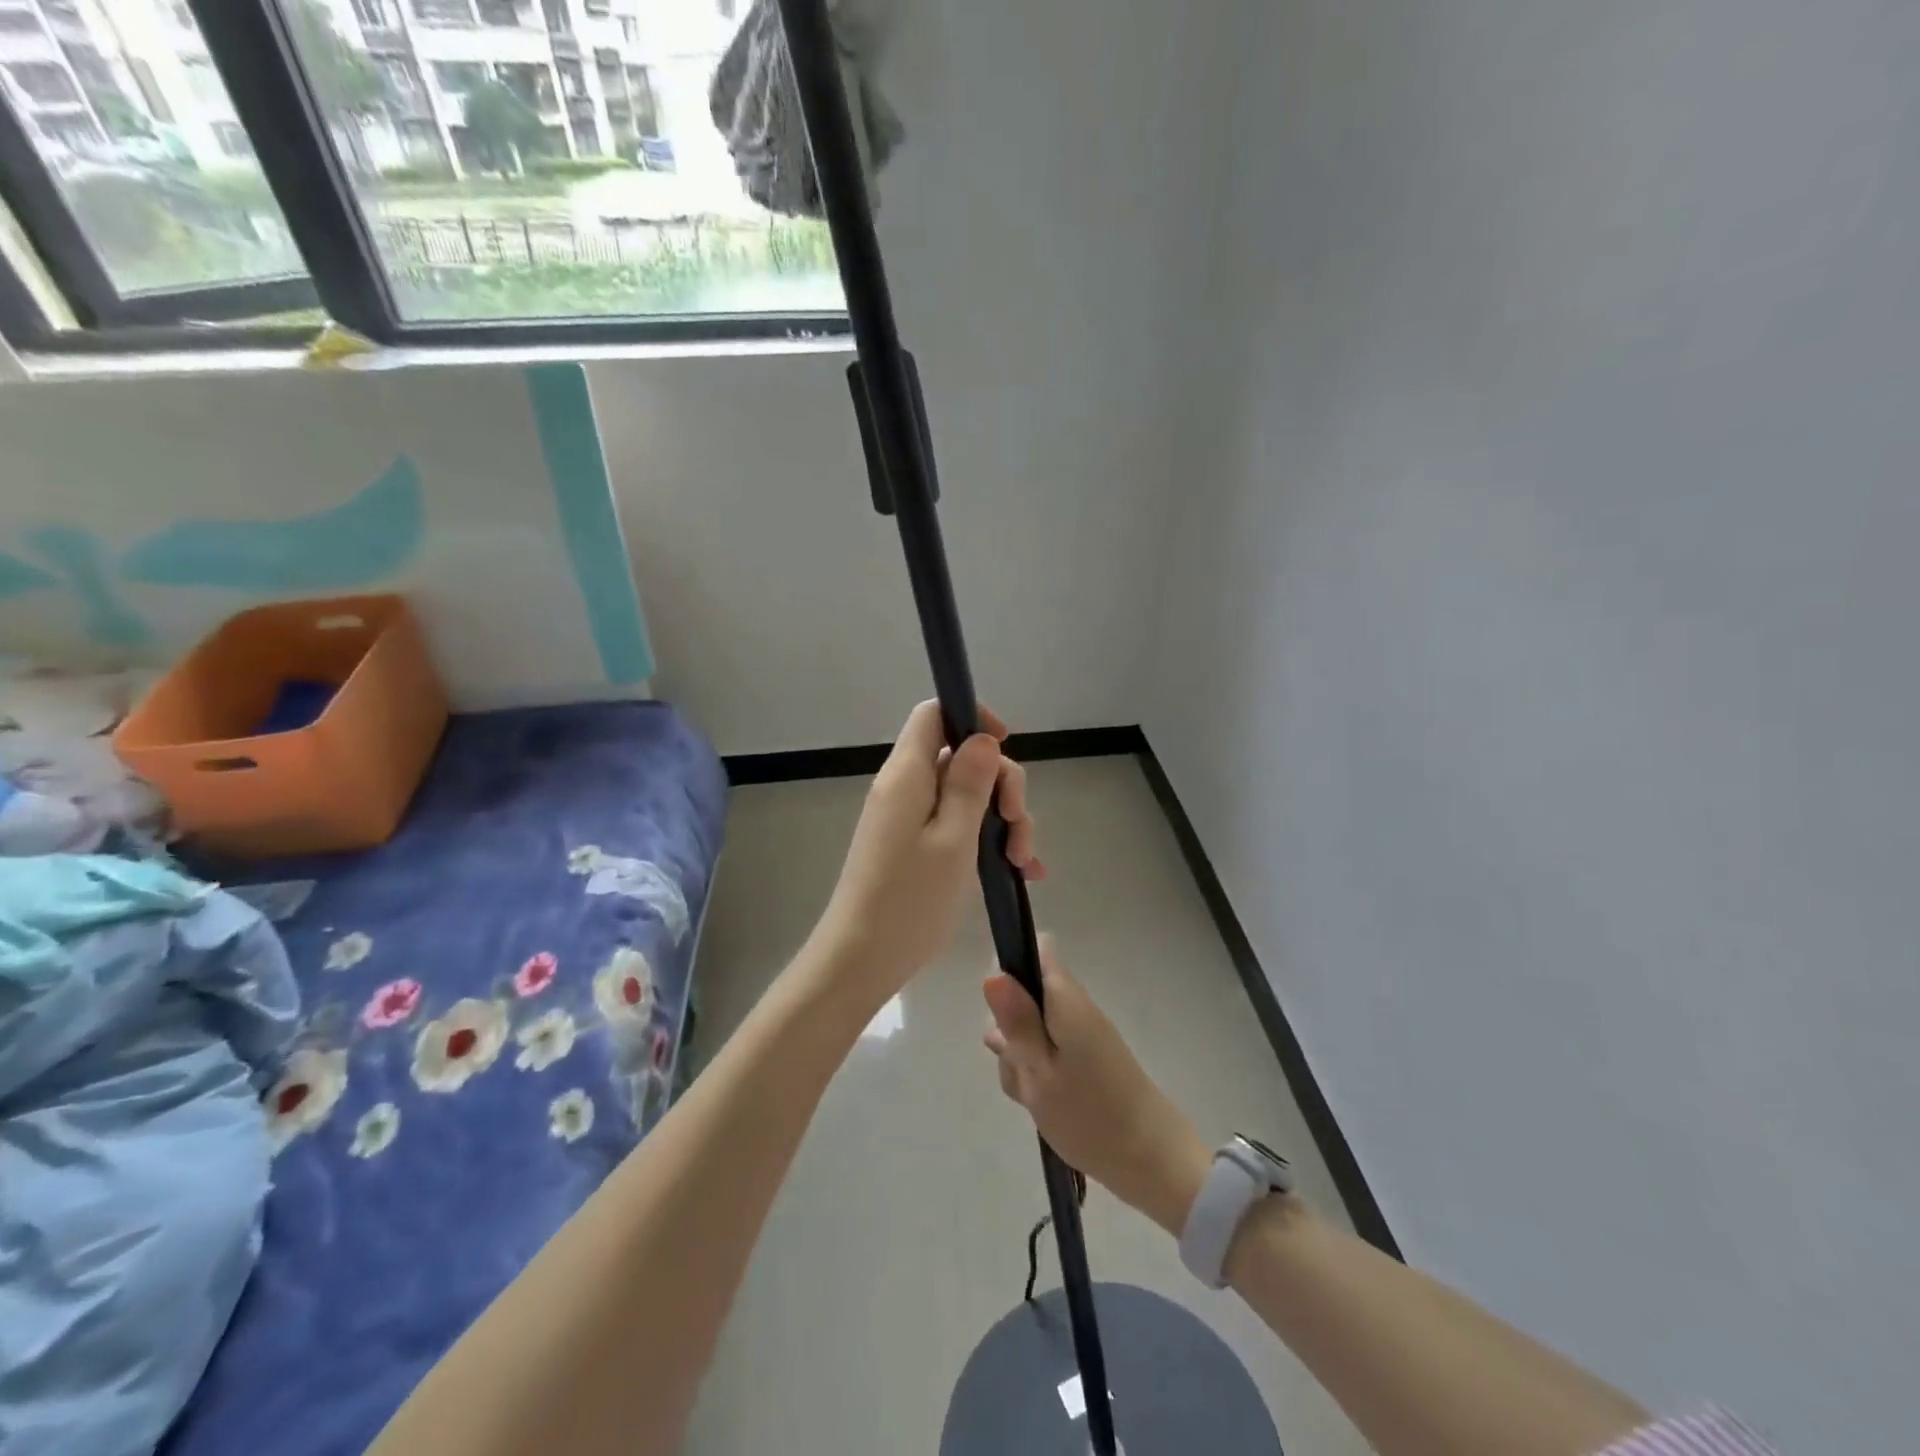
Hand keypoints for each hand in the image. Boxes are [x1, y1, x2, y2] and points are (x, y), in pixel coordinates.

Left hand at [812, 700, 1042, 1003]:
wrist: (861, 960)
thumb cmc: (910, 900)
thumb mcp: (953, 839)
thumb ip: (970, 784)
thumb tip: (983, 738)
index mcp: (907, 774)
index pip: (934, 714)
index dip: (973, 718)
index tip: (1006, 746)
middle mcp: (905, 787)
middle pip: (961, 757)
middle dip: (1002, 784)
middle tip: (1019, 828)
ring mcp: (909, 818)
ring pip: (966, 795)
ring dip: (1002, 819)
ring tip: (1021, 862)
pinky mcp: (914, 846)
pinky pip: (957, 825)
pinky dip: (988, 840)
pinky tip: (1018, 872)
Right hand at [983, 937, 1208, 1234]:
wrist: (1151, 1164)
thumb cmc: (1089, 1116)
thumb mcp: (1039, 1072)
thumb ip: (1015, 1022)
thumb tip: (992, 973)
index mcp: (1065, 1000)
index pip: (1035, 951)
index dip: (1010, 969)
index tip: (1000, 1010)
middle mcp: (1075, 1007)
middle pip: (1025, 997)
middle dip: (1009, 1028)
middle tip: (1018, 1067)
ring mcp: (1081, 1034)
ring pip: (1031, 1030)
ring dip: (1020, 1058)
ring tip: (1032, 1095)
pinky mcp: (1085, 1060)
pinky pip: (1048, 1054)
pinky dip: (1037, 1075)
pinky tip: (1040, 1104)